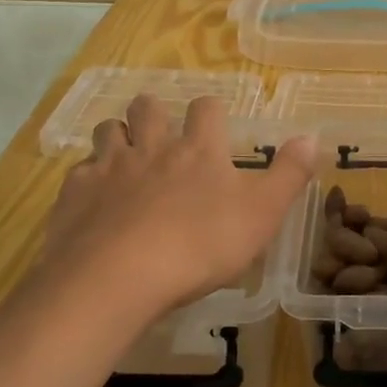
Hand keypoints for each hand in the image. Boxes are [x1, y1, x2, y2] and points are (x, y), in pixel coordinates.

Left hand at [30, 94, 314, 321]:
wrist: (116, 278)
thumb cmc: (200, 245)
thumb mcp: (262, 214)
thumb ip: (289, 174)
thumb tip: (312, 136)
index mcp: (199, 150)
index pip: (206, 109)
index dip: (211, 110)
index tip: (215, 122)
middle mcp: (152, 148)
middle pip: (148, 108)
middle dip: (155, 110)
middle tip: (161, 128)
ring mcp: (108, 168)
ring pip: (108, 131)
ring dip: (118, 135)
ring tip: (126, 155)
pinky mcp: (74, 195)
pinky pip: (79, 172)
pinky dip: (89, 177)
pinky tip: (95, 198)